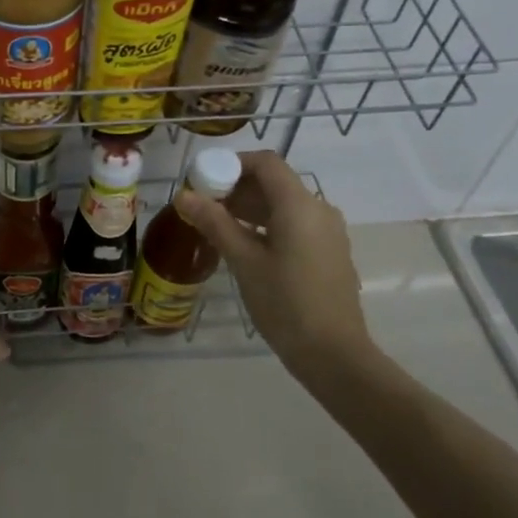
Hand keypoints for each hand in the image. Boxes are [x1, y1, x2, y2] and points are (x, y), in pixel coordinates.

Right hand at [174, 150, 386, 395]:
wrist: (334, 354)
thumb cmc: (286, 303)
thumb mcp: (244, 261)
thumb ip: (214, 223)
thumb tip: (183, 195)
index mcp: (299, 205)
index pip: (265, 163)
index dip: (233, 163)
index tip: (203, 179)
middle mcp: (319, 210)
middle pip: (274, 182)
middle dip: (236, 188)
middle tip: (203, 206)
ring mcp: (327, 232)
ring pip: (284, 205)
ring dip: (250, 208)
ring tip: (216, 227)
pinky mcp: (328, 252)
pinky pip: (295, 224)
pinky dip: (267, 225)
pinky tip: (244, 247)